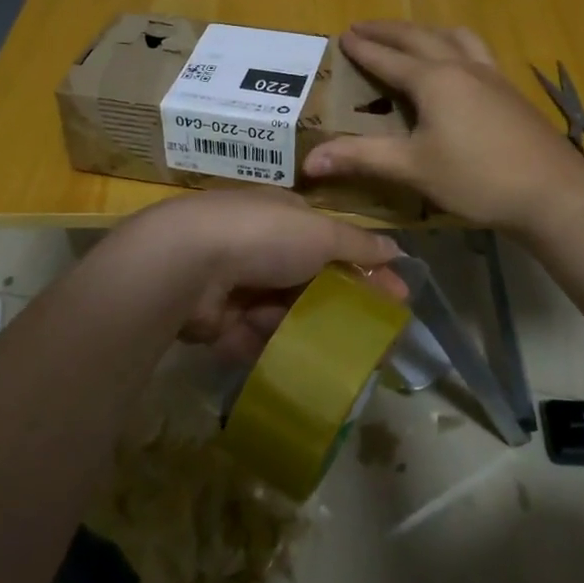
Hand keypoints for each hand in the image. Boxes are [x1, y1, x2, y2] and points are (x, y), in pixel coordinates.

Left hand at [122, 189, 405, 360]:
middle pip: (308, 280)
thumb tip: (397, 249)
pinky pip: (254, 337)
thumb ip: (358, 245)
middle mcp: (257, 246)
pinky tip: (303, 366)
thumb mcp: (320, 233)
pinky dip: (275, 348)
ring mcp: (234, 284)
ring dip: (308, 329)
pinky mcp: (215, 321)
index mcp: (282, 216)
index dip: (365, 268)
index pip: (332, 242)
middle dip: (339, 305)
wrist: (186, 264)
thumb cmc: (262, 236)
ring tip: (341, 356)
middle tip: (374, 337)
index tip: (397, 297)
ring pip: (282, 312)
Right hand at [302, 22, 583, 233]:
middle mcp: (462, 67)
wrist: (552, 192)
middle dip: (390, 31)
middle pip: (420, 37)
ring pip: (455, 38)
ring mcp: (492, 76)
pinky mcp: (510, 92)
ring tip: (412, 37)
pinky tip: (458, 66)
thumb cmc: (477, 178)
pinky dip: (454, 45)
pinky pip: (476, 51)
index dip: (364, 48)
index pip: (389, 58)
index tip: (343, 35)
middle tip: (365, 26)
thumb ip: (361, 158)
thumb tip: (308, 161)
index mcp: (434, 80)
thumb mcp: (413, 169)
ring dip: (426, 32)